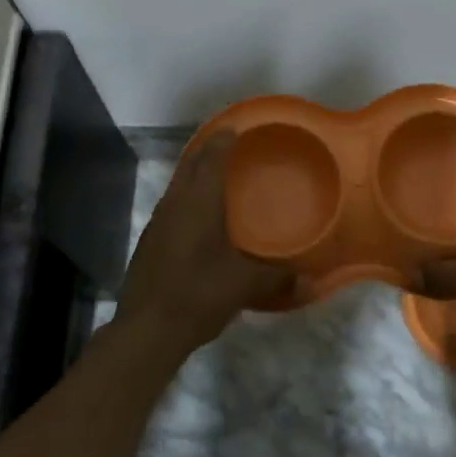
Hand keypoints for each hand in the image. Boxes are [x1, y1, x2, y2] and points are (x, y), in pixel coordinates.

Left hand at [115, 131, 294, 358]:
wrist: (146, 329)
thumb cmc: (198, 294)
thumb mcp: (244, 285)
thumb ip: (278, 278)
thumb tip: (309, 279)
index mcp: (199, 201)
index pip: (212, 156)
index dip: (224, 139)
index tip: (236, 127)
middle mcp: (176, 202)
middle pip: (191, 164)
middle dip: (209, 150)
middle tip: (231, 146)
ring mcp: (159, 221)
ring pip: (179, 184)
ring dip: (196, 174)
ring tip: (218, 177)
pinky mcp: (150, 240)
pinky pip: (172, 204)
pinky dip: (188, 198)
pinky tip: (200, 218)